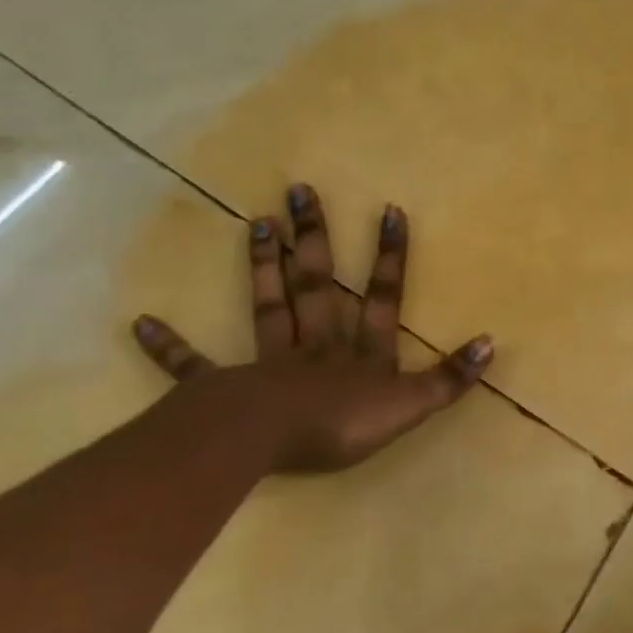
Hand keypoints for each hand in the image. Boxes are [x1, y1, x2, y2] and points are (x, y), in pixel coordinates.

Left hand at [131, 183, 492, 471]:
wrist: (268, 443)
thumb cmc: (341, 424)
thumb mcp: (409, 406)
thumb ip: (449, 378)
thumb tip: (492, 342)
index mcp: (358, 351)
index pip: (381, 295)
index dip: (389, 255)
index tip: (389, 208)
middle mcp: (315, 345)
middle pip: (317, 284)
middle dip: (314, 237)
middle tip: (300, 189)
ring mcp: (267, 363)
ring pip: (268, 306)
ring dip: (263, 266)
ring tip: (257, 222)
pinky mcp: (223, 389)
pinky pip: (193, 367)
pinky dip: (168, 348)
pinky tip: (139, 323)